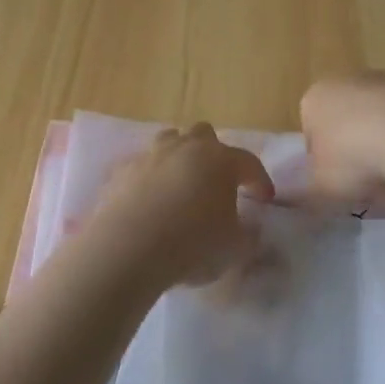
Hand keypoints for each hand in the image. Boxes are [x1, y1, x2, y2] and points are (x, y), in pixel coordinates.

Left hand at [78, 123, 273, 293]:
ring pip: (169, 142)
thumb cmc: (193, 244)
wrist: (128, 249)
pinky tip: (149, 202)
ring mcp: (150, 156)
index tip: (265, 199)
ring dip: (179, 157)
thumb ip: (248, 236)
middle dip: (214, 154)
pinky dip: (149, 179)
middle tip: (217, 182)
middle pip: (204, 135)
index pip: (249, 162)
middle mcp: (186, 148)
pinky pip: (141, 167)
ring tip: (181, 185)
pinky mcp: (120, 172)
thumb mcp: (235, 248)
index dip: (260, 180)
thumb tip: (250, 230)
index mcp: (221, 160)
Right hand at [298, 71, 384, 209]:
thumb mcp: (320, 188)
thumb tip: (298, 200)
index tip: (337, 185)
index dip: (322, 164)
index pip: (310, 134)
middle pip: (345, 124)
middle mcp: (345, 81)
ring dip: (384, 149)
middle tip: (366, 185)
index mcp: (314, 99)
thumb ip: (306, 195)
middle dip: (355, 154)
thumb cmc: (354, 157)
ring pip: (378, 122)